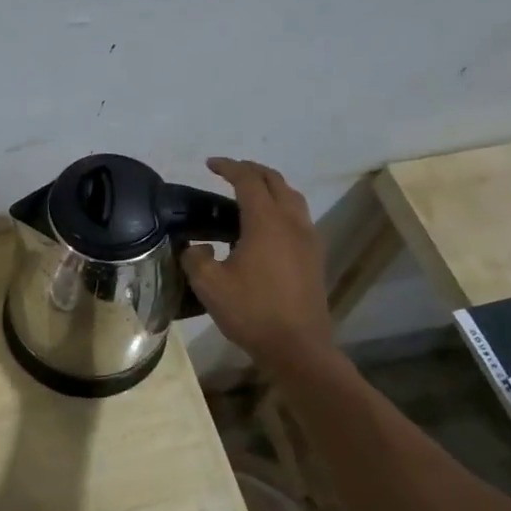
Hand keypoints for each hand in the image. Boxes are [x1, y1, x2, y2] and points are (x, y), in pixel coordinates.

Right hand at [181, 157, 334, 372]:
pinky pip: (298, 217)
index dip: (228, 167)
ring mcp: (308, 239)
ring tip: (249, 194)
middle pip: (275, 181)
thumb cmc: (251, 312)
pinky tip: (266, 226)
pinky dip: (281, 207)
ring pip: (292, 198)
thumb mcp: (208, 284)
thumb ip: (195, 258)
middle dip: (252, 171)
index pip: (248, 180)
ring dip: (271, 187)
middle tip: (229, 172)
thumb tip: (197, 247)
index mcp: (266, 222)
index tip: (210, 164)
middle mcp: (292, 222)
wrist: (297, 346)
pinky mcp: (314, 256)